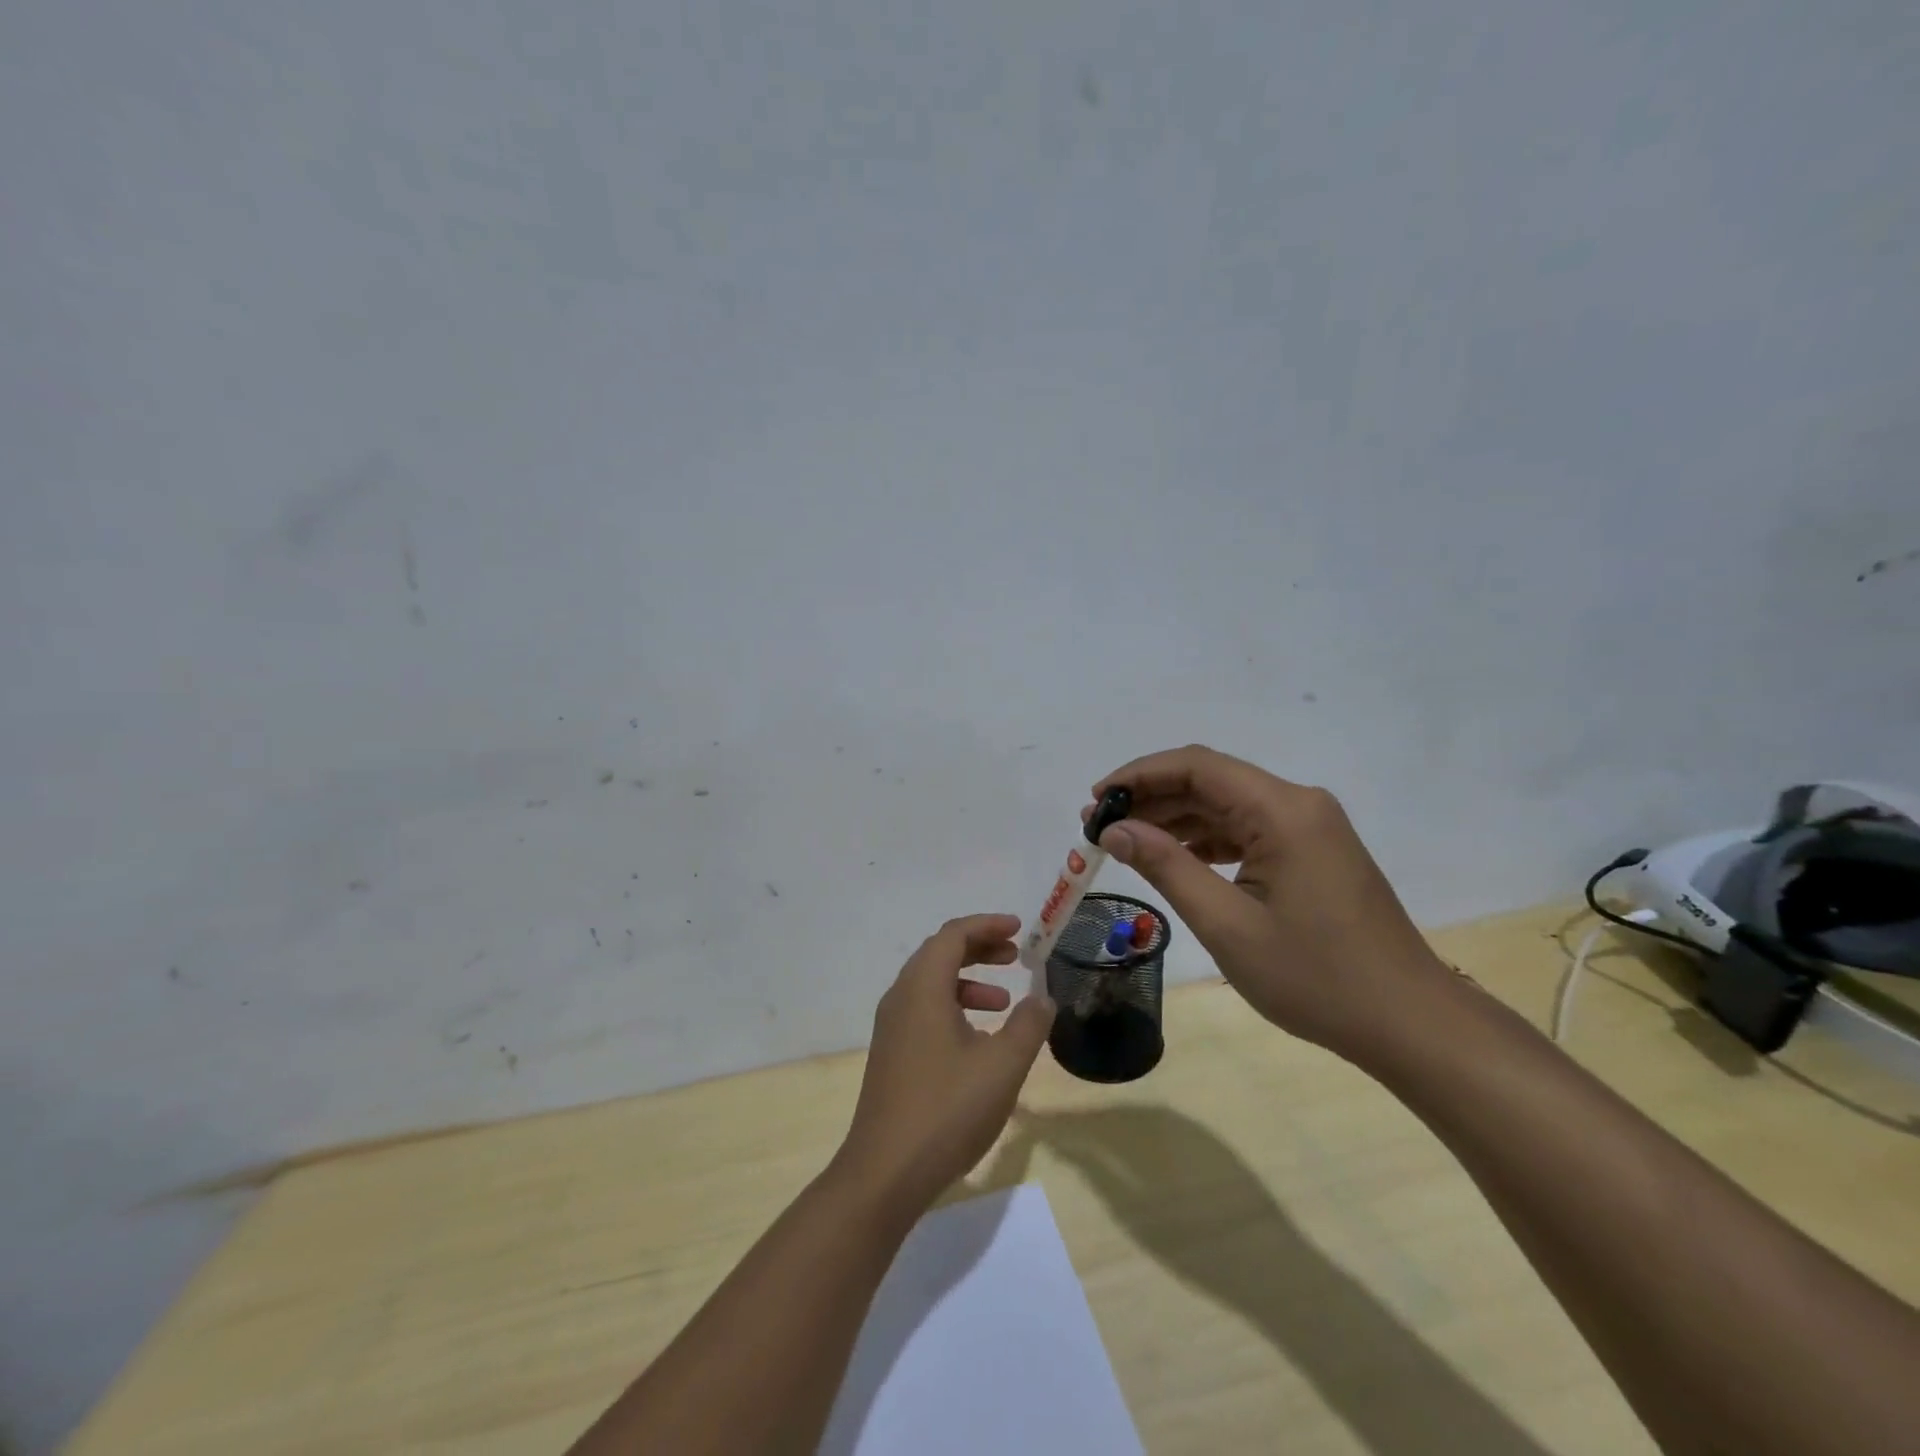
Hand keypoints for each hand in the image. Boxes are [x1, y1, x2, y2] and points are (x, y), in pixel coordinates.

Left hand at [834, 914, 1054, 1216]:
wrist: (885, 1172)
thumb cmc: (947, 1110)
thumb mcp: (1002, 1066)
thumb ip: (1027, 1025)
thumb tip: (1042, 998)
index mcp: (922, 988)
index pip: (953, 934)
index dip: (987, 925)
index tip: (1019, 928)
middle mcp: (901, 998)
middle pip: (940, 953)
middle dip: (979, 949)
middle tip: (1016, 956)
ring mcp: (892, 1027)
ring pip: (932, 984)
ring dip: (969, 981)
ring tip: (1004, 1002)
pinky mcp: (892, 1054)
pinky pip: (925, 1010)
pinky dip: (954, 1008)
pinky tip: (980, 1041)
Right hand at [1086, 746, 1452, 1060]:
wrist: (1409, 1022)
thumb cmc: (1316, 977)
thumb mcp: (1227, 924)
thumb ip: (1166, 867)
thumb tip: (1114, 830)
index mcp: (1283, 811)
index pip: (1197, 766)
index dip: (1139, 775)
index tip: (1096, 800)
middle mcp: (1298, 804)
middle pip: (1211, 781)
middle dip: (1151, 798)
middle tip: (1098, 826)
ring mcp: (1309, 827)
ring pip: (1227, 805)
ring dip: (1175, 818)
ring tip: (1124, 842)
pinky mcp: (1312, 851)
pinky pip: (1247, 829)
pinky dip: (1205, 839)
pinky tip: (1174, 858)